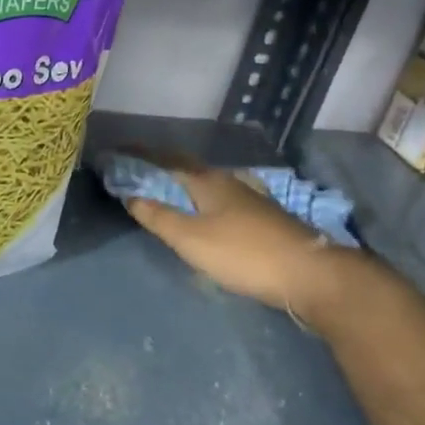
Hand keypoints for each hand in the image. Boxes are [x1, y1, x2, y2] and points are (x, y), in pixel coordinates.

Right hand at [123, 159, 355, 318]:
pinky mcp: (260, 218)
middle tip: (133, 174)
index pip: (167, 159)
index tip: (117, 151)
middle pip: (187, 169)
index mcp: (208, 181)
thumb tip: (130, 194)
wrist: (307, 273)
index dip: (141, 154)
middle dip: (159, 169)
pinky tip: (199, 214)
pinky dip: (197, 201)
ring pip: (204, 185)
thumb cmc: (243, 253)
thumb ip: (159, 217)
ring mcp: (248, 199)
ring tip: (160, 193)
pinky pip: (218, 200)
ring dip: (179, 185)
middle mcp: (229, 182)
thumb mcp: (191, 238)